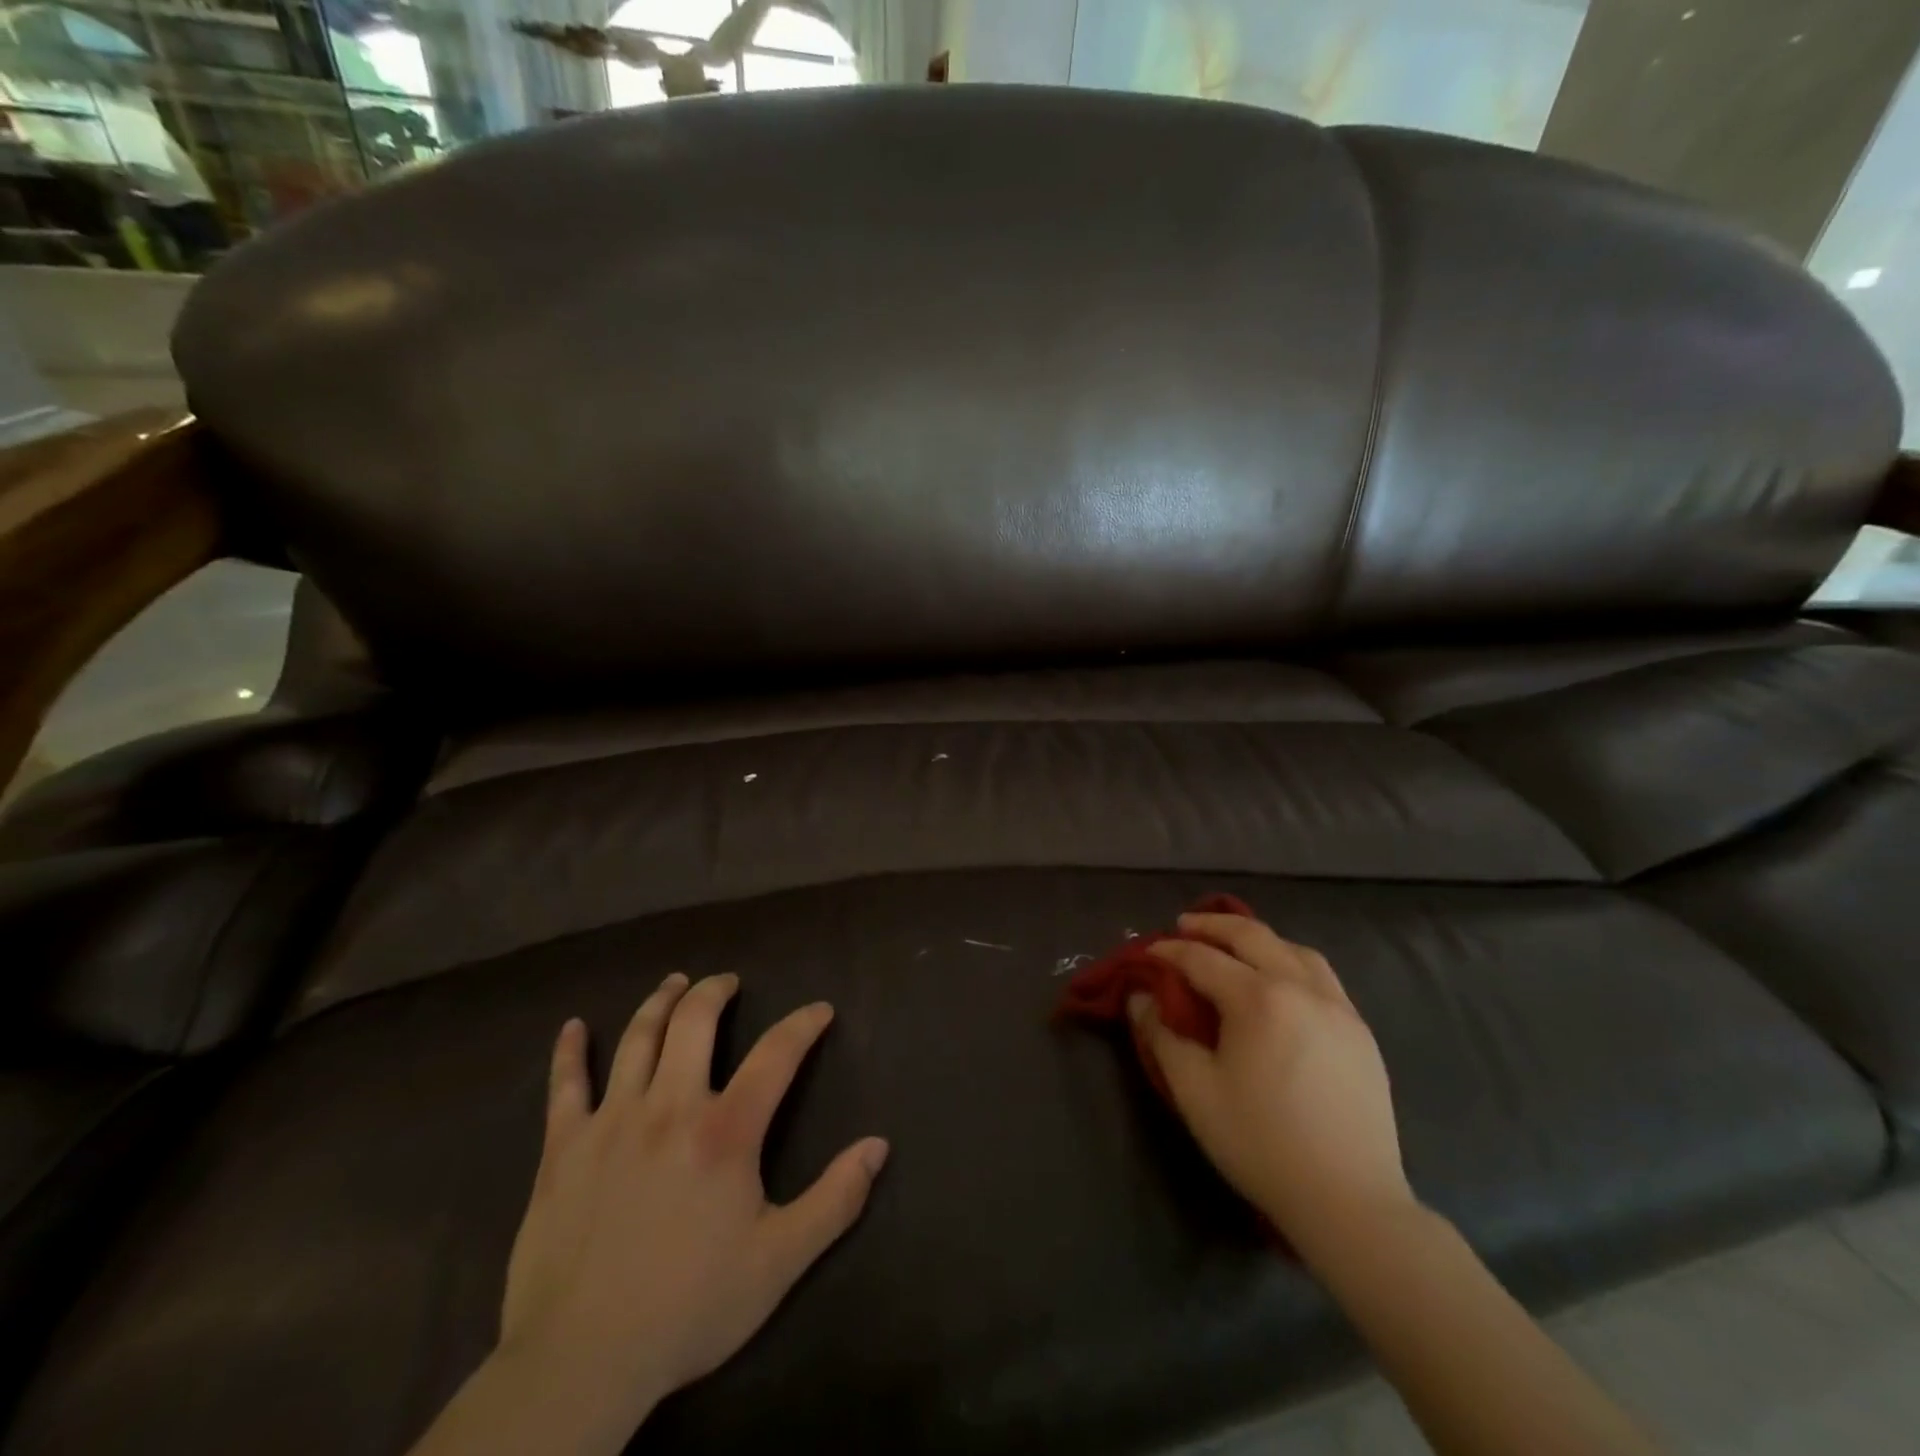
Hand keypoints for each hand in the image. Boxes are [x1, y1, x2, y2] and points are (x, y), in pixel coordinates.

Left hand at [497, 972, 888, 1435]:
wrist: (580, 1364)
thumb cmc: (690, 1308)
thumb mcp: (780, 1261)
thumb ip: (835, 1199)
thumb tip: (878, 1145)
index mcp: (725, 1131)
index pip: (776, 1054)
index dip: (803, 1024)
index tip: (819, 1010)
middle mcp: (669, 1107)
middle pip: (694, 1022)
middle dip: (715, 991)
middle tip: (728, 981)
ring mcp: (611, 1121)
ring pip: (638, 1038)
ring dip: (660, 1002)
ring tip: (675, 982)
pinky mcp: (562, 1147)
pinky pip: (565, 1085)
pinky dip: (570, 1051)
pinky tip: (574, 1027)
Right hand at [1130, 912, 1410, 1256]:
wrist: (1349, 1201)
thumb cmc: (1261, 1143)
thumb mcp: (1194, 1091)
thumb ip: (1161, 1036)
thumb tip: (1140, 998)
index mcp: (1258, 999)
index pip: (1202, 959)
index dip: (1170, 951)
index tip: (1148, 952)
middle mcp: (1301, 988)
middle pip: (1252, 936)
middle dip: (1213, 926)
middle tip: (1184, 926)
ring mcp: (1338, 1007)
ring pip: (1294, 949)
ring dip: (1258, 939)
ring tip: (1234, 946)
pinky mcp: (1360, 1031)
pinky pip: (1323, 976)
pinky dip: (1292, 961)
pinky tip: (1282, 982)